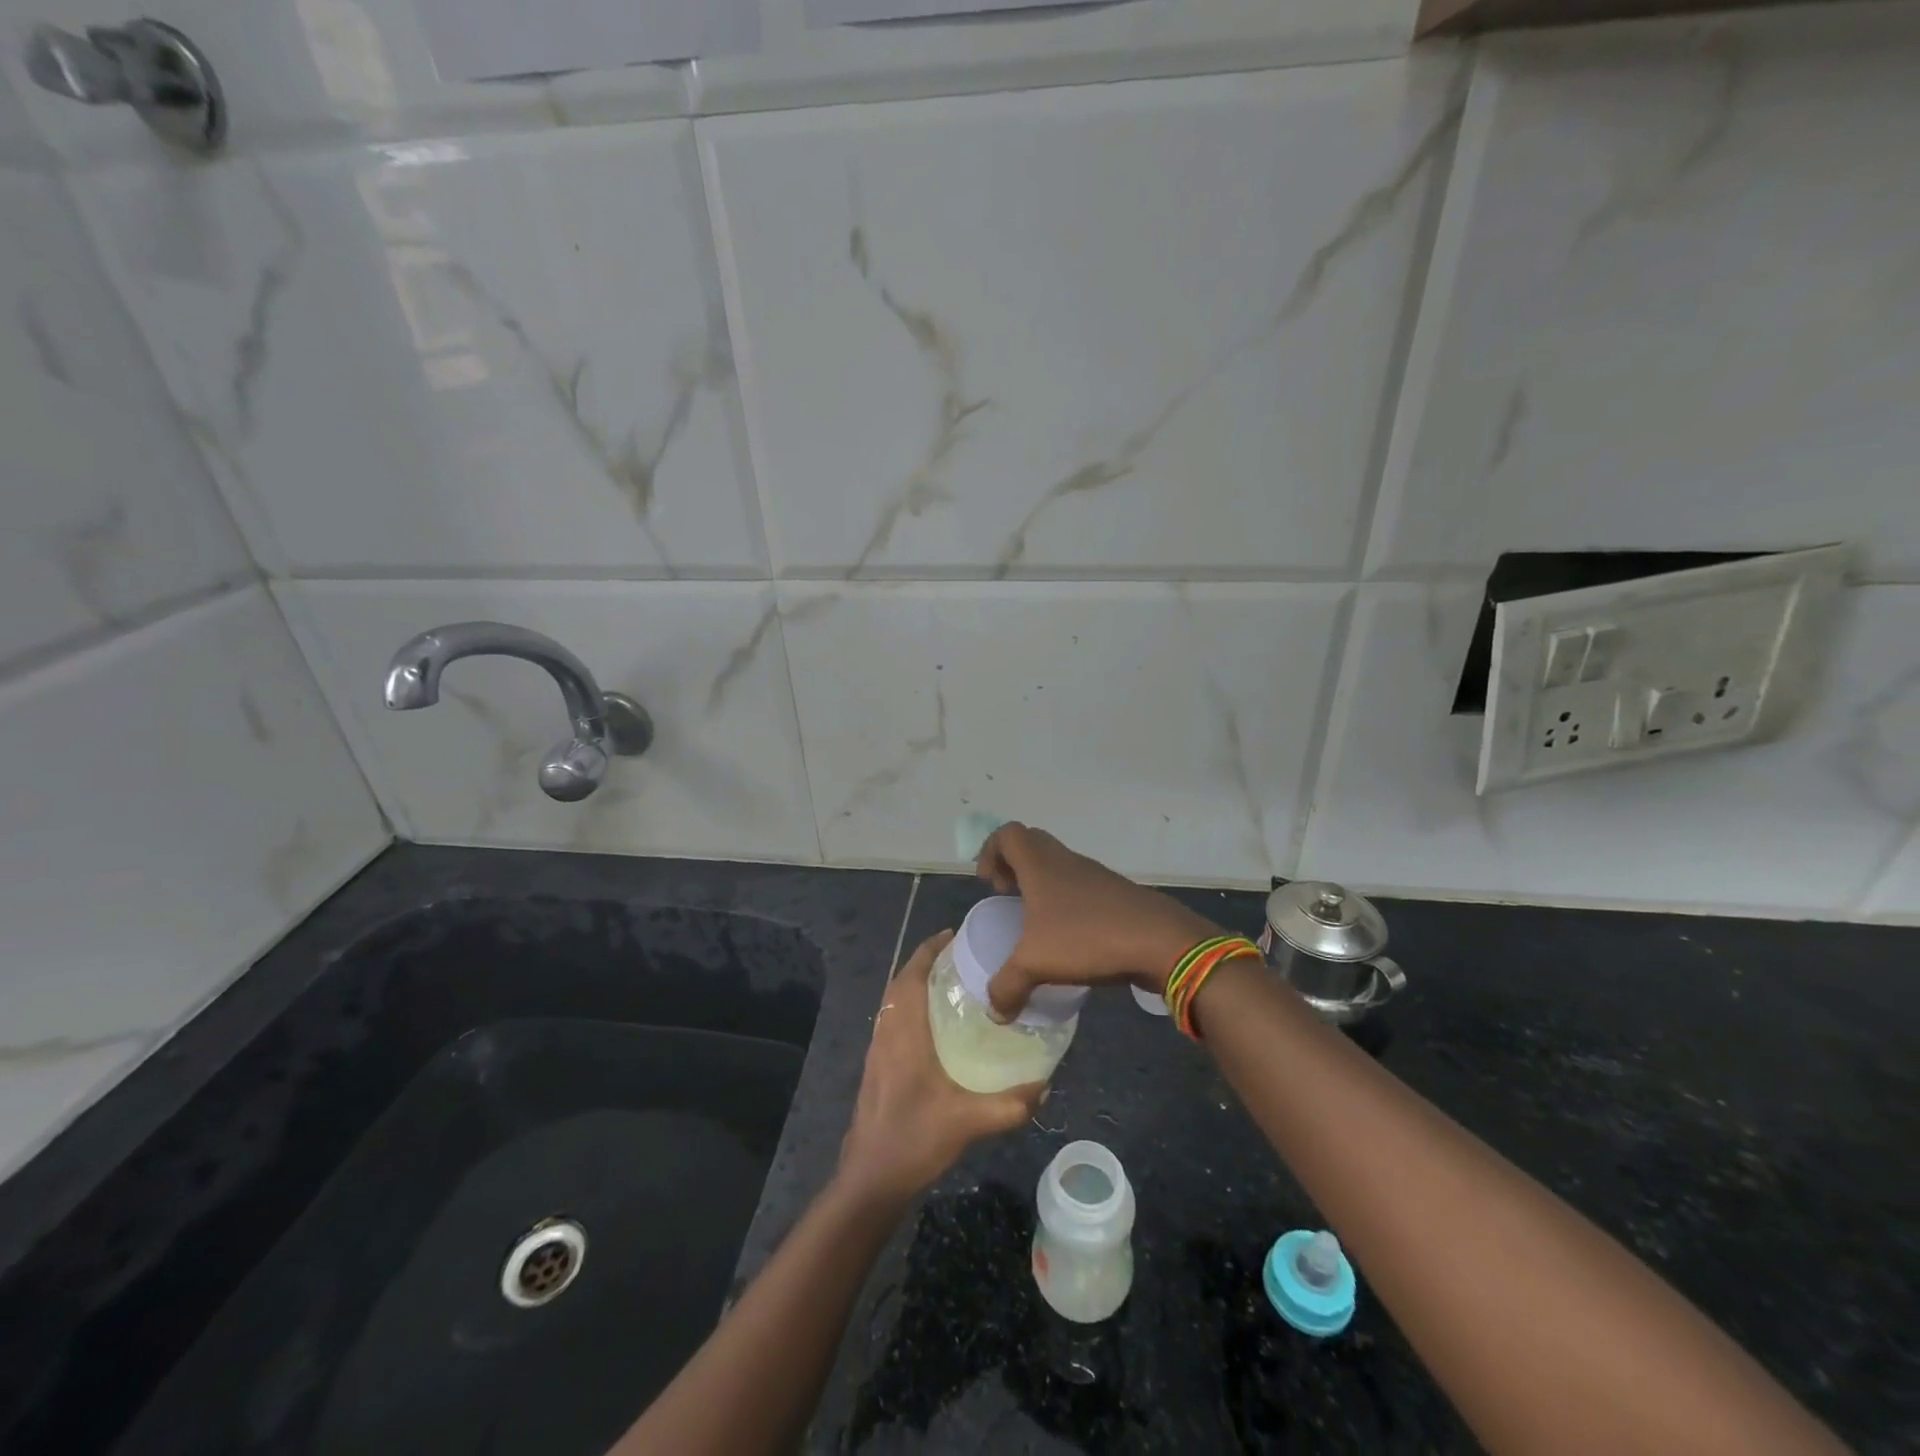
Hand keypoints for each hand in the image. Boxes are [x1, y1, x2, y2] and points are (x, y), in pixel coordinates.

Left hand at [837, 931, 1044, 1204]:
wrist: (870, 1179)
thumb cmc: (914, 1140)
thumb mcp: (969, 1122)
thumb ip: (1010, 1105)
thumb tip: (1045, 1086)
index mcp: (904, 1032)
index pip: (912, 975)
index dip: (930, 950)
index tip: (955, 935)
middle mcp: (886, 1032)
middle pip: (902, 981)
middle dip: (927, 962)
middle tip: (962, 957)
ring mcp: (877, 1049)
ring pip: (894, 1001)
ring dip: (917, 983)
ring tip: (953, 982)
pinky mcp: (876, 1066)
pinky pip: (893, 1019)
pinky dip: (911, 1005)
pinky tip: (937, 1024)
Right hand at [977, 822, 1222, 1018]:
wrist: (1159, 940)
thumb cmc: (1087, 938)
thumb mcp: (1036, 965)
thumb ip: (1007, 987)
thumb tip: (995, 1012)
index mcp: (1040, 865)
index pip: (1008, 834)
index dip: (991, 852)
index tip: (989, 885)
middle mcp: (1066, 861)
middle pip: (1032, 844)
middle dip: (1013, 866)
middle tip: (1008, 896)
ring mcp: (1094, 875)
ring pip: (1059, 865)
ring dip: (1042, 884)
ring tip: (1036, 922)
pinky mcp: (1116, 893)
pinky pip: (1081, 886)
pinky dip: (1067, 902)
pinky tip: (1070, 937)